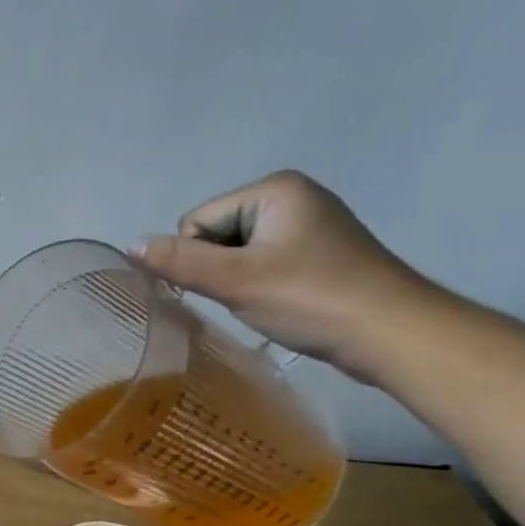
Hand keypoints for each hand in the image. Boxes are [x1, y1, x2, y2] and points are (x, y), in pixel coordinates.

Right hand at [131, 170, 439, 381]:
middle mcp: (293, 196)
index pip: (197, 221)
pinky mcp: (319, 253)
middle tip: (249, 296)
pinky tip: (280, 304)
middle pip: (215, 234)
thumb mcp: (235, 280)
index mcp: (275, 189)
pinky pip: (263, 262)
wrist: (395, 336)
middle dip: (219, 269)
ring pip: (236, 252)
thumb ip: (179, 261)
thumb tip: (128, 246)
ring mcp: (309, 224)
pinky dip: (260, 285)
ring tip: (266, 303)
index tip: (230, 287)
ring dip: (238, 280)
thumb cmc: (312, 299)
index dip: (199, 259)